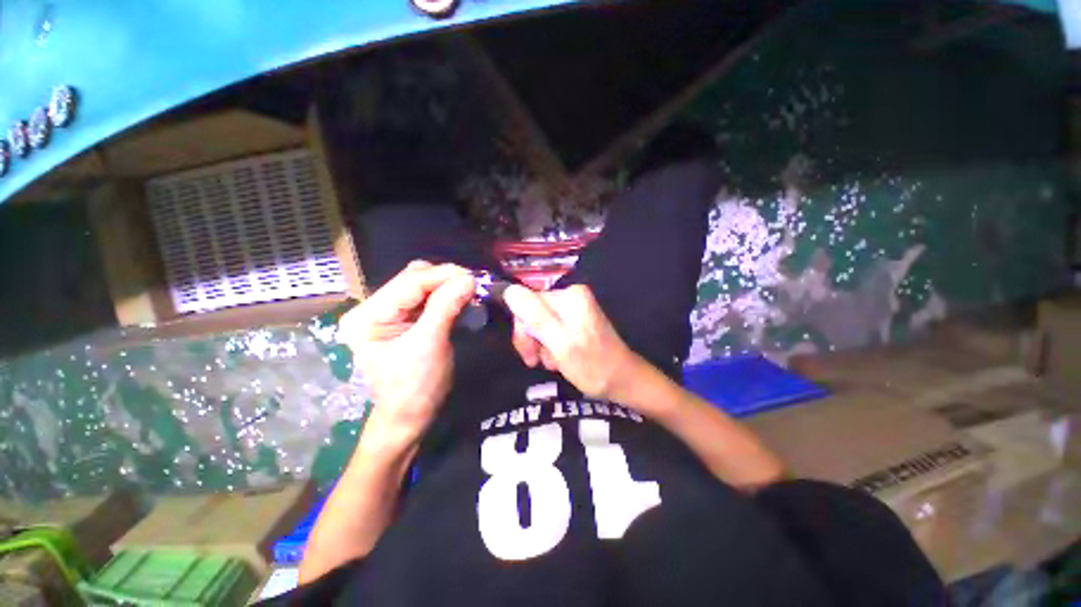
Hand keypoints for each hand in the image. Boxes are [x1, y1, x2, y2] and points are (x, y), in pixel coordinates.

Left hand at [339, 261, 474, 449]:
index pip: (408, 282)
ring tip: (469, 293)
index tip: (473, 276)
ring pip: (423, 285)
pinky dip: (447, 296)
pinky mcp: (404, 318)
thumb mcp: (430, 345)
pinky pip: (428, 298)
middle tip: (473, 286)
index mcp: (367, 316)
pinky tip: (460, 300)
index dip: (442, 275)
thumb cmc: (415, 388)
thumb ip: (446, 307)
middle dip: (445, 279)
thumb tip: (468, 278)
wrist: (410, 416)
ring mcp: (388, 312)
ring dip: (448, 286)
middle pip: (414, 278)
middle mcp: (373, 308)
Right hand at [503, 284, 641, 400]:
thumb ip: (535, 316)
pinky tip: (558, 360)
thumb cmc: (592, 365)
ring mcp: (575, 309)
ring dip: (542, 345)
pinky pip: (552, 329)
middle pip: (534, 312)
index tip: (528, 353)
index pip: (528, 302)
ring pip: (541, 323)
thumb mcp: (560, 342)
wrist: (622, 381)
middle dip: (532, 338)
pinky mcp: (576, 321)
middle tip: (535, 362)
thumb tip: (509, 291)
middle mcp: (572, 297)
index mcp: (569, 296)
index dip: (523, 328)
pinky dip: (551, 346)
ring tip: (553, 363)